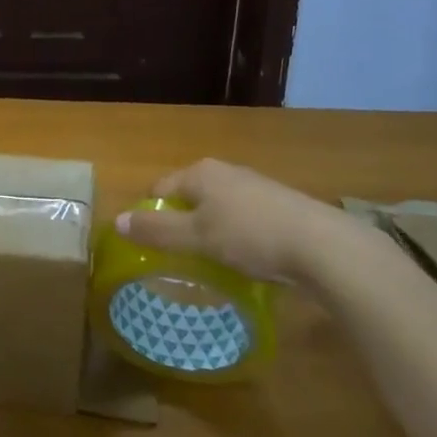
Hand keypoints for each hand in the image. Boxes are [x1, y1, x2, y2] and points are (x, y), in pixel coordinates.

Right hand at [114, 158, 368, 283]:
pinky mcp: (277, 206)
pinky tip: (242, 262)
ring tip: (207, 264)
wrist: (320, 244)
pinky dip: (234, 238)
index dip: (149, 214)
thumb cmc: (250, 235)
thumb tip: (117, 221)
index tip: (146, 247)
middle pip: (188, 197)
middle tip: (174, 259)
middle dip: (179, 224)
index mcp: (200, 172)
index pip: (160, 188)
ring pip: (216, 209)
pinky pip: (242, 220)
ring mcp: (253, 187)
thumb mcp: (197, 237)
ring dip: (208, 233)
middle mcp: (225, 172)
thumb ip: (157, 230)